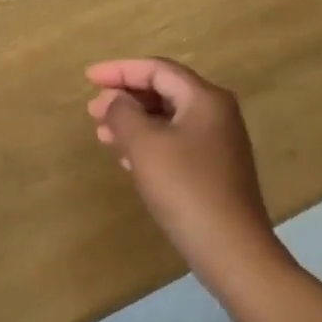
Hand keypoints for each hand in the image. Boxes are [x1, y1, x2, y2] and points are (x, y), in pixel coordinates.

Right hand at [85, 58, 282, 290]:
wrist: (232, 251)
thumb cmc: (185, 188)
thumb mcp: (144, 145)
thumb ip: (123, 113)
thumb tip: (115, 100)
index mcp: (204, 98)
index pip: (156, 70)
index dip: (119, 70)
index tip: (88, 78)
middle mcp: (216, 113)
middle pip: (164, 91)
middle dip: (125, 97)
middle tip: (92, 110)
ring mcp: (219, 143)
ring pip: (168, 119)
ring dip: (133, 122)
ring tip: (102, 134)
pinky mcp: (215, 170)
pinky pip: (175, 142)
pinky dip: (148, 143)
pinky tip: (127, 159)